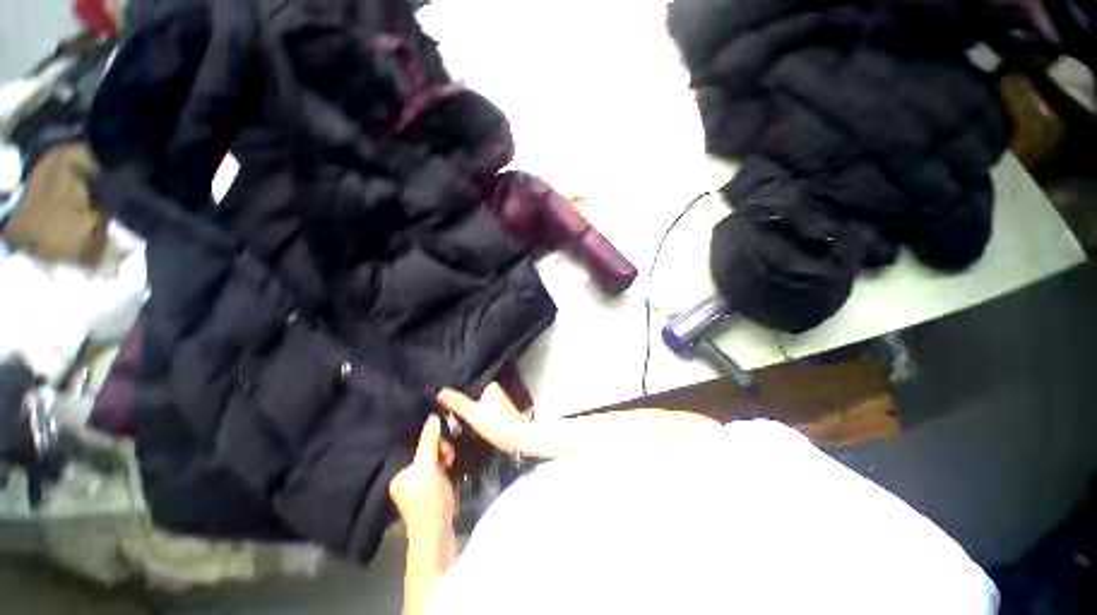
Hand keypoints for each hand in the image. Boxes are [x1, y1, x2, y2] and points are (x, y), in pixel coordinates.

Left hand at [389, 415, 455, 538]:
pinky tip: (450, 463)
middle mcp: (406, 477)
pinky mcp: (432, 488)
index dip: (428, 439)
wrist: (437, 529)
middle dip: (438, 448)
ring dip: (443, 454)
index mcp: (398, 473)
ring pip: (433, 459)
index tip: (442, 436)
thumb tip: (432, 416)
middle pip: (424, 452)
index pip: (414, 447)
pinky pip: (438, 467)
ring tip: (451, 458)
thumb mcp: (428, 465)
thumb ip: (430, 441)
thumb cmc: (427, 497)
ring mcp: (419, 483)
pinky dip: (445, 463)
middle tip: (448, 451)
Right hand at [437, 383, 527, 454]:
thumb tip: (440, 391)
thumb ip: (457, 402)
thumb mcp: (473, 414)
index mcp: (489, 385)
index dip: (454, 395)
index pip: (466, 386)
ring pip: (474, 405)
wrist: (519, 439)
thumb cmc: (498, 424)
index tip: (442, 404)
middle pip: (470, 396)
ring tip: (454, 421)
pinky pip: (480, 412)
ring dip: (466, 413)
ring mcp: (496, 401)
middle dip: (460, 405)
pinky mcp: (497, 413)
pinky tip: (467, 426)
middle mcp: (493, 390)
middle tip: (447, 415)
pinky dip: (473, 418)